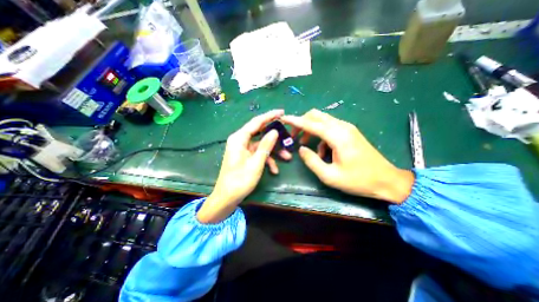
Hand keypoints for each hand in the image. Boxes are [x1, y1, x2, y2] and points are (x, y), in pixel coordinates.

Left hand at [198, 110, 292, 222]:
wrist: (227, 197)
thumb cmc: (240, 180)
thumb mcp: (256, 162)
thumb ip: (266, 145)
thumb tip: (274, 131)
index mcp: (239, 138)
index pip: (256, 122)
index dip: (269, 116)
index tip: (282, 112)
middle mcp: (240, 141)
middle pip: (260, 133)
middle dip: (275, 137)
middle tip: (287, 135)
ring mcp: (243, 149)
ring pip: (261, 145)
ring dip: (273, 151)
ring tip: (287, 157)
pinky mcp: (245, 156)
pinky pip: (258, 154)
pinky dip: (267, 160)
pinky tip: (274, 170)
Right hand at [280, 110, 413, 203]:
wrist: (386, 180)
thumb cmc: (358, 180)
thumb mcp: (330, 176)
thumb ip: (312, 161)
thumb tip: (301, 149)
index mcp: (338, 137)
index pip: (311, 123)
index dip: (295, 121)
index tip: (283, 118)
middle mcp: (342, 127)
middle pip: (316, 115)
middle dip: (302, 123)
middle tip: (294, 136)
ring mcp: (347, 128)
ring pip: (322, 120)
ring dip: (310, 129)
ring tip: (305, 144)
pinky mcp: (349, 132)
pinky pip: (329, 128)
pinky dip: (320, 135)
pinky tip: (322, 151)